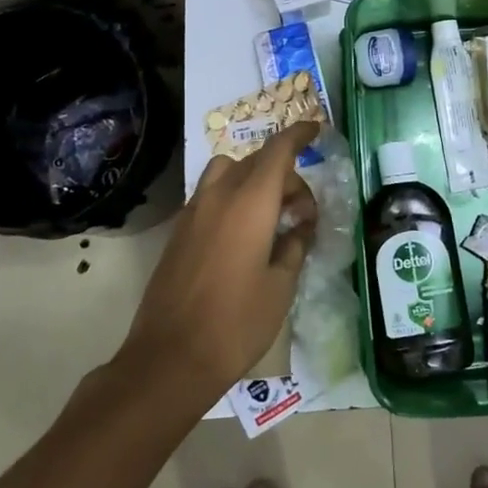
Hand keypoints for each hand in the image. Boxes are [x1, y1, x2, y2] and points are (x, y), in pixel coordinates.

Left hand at [119, 121, 320, 397]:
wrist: (170, 357)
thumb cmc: (237, 322)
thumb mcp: (281, 285)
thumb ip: (294, 246)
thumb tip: (300, 227)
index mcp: (250, 202)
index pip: (278, 151)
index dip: (299, 135)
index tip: (316, 129)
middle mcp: (219, 196)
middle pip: (255, 161)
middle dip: (284, 174)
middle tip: (303, 212)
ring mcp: (193, 212)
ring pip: (226, 172)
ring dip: (253, 180)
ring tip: (270, 215)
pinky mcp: (179, 232)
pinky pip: (210, 195)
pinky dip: (232, 197)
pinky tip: (244, 234)